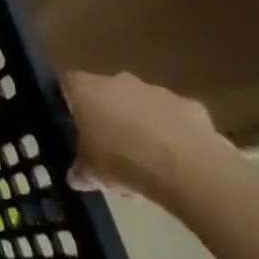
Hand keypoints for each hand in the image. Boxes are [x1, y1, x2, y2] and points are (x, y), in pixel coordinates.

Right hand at [61, 71, 233, 198]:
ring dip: (142, 125)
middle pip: (107, 94)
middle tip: (111, 149)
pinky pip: (174, 118)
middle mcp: (118, 81)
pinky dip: (173, 134)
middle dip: (109, 117)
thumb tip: (74, 177)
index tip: (74, 125)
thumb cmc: (124, 161)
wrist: (188, 167)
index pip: (68, 84)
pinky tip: (177, 162)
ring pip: (142, 105)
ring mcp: (156, 90)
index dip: (70, 103)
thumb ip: (80, 171)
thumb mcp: (92, 174)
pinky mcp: (189, 105)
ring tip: (147, 163)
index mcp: (87, 90)